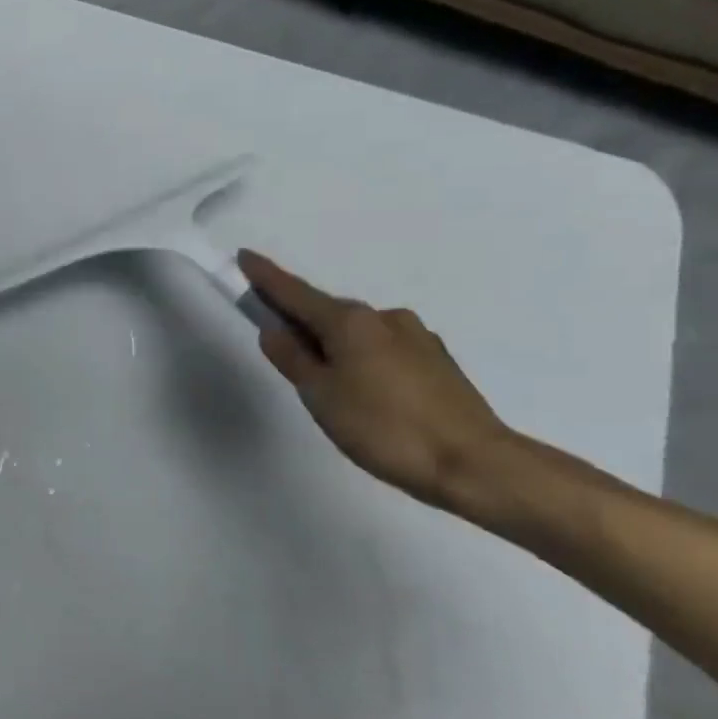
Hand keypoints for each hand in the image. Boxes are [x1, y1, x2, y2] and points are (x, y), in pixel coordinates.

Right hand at [239, 251, 512, 512]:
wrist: (473, 462)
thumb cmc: (383, 428)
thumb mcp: (321, 396)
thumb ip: (293, 359)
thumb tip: (273, 330)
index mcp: (350, 323)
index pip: (296, 293)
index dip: (266, 277)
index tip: (244, 256)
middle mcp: (384, 318)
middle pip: (328, 312)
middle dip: (301, 321)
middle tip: (279, 346)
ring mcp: (416, 336)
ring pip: (358, 333)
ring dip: (334, 345)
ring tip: (327, 386)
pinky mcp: (436, 360)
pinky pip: (383, 348)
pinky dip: (362, 358)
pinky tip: (365, 392)